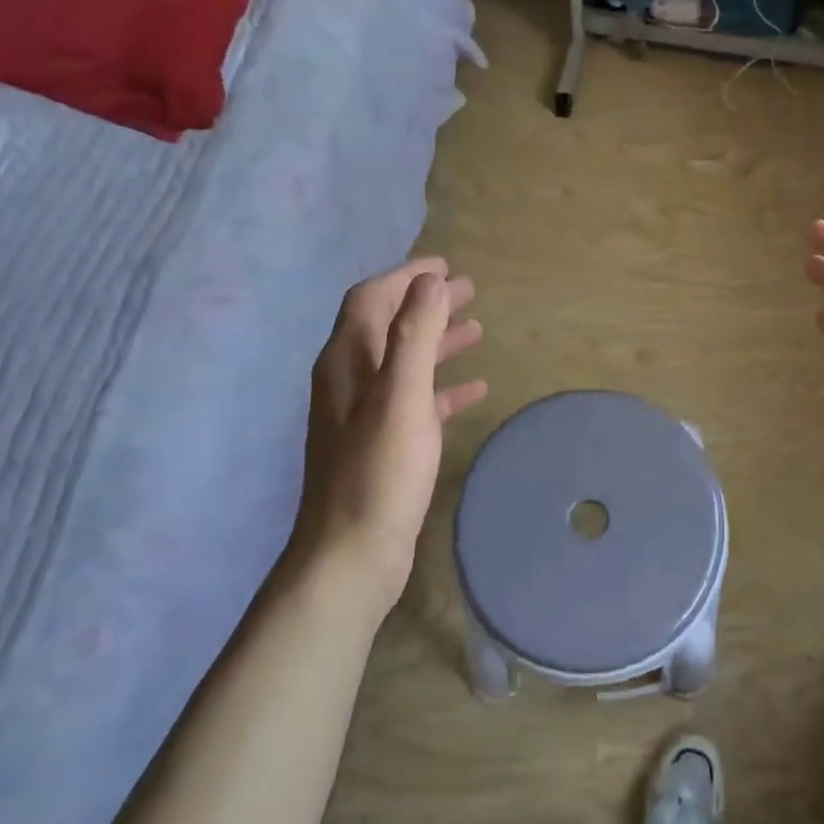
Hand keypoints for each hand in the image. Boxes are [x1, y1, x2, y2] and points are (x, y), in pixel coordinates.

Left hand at [298, 260, 486, 621]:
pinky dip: (442, 387)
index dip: (406, 277)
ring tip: (476, 330)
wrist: (350, 557)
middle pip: (388, 325)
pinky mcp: (381, 445)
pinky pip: (415, 401)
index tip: (445, 266)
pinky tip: (473, 391)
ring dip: (437, 341)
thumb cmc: (379, 472)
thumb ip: (414, 335)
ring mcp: (363, 415)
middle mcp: (348, 381)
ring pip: (403, 362)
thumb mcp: (401, 397)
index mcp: (347, 362)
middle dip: (426, 304)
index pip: (372, 299)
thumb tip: (430, 280)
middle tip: (469, 291)